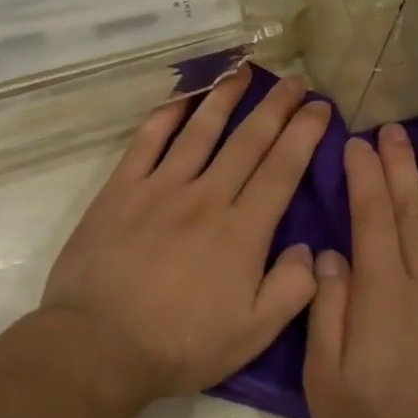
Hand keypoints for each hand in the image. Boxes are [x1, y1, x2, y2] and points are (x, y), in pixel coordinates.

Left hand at [41, 69, 331, 402]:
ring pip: (200, 131)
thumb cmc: (179, 344)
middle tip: (295, 81)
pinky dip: (166, 116)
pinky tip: (181, 98)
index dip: (304, 134)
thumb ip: (291, 290)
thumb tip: (309, 249)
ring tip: (244, 71)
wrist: (98, 345)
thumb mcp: (252, 334)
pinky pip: (147, 142)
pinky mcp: (121, 190)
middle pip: (248, 141)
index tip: (320, 107)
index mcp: (242, 231)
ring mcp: (160, 189)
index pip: (282, 169)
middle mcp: (206, 197)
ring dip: (225, 98)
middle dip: (276, 107)